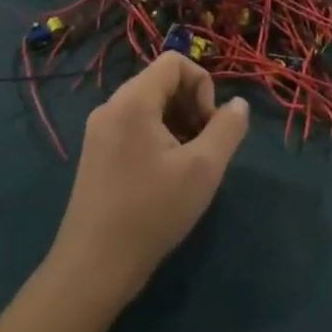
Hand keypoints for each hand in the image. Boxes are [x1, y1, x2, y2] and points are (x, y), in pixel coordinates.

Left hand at [48, 54, 249, 309]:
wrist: (93, 269)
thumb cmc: (151, 212)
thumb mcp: (203, 168)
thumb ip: (228, 128)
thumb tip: (239, 104)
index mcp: (132, 101)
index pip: (174, 62)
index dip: (202, 85)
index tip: (209, 126)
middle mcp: (111, 107)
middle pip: (162, 82)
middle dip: (192, 106)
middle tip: (204, 147)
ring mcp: (99, 132)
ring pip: (149, 107)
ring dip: (178, 124)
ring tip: (187, 165)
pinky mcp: (96, 155)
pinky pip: (134, 127)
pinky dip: (158, 139)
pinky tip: (165, 177)